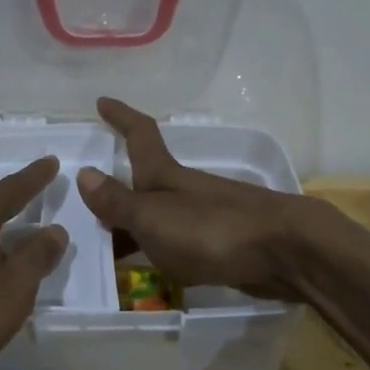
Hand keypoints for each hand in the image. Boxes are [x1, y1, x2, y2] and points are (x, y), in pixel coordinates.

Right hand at [75, 97, 327, 301]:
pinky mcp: (224, 244)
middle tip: (88, 207)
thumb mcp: (154, 217)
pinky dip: (161, 249)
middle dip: (120, 189)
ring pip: (162, 215)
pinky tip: (153, 269)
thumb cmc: (212, 229)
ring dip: (136, 226)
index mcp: (166, 175)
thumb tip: (83, 173)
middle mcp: (185, 190)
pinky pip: (180, 242)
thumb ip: (118, 202)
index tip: (103, 101)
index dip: (121, 117)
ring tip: (108, 248)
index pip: (140, 136)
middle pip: (146, 182)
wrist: (286, 252)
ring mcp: (207, 216)